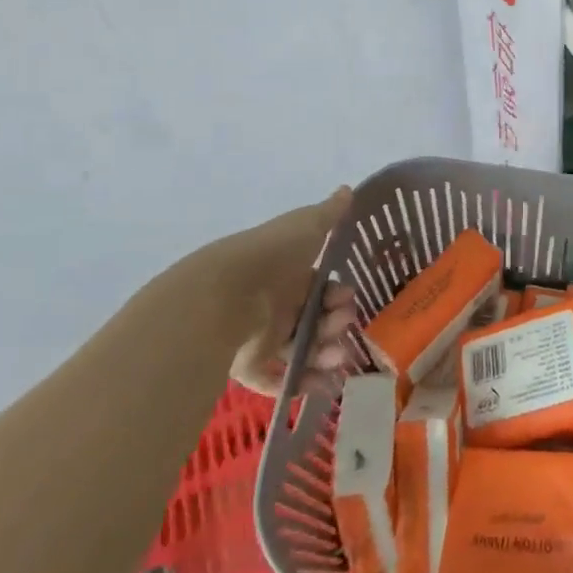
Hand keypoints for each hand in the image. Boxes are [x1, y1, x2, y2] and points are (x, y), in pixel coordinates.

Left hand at [187, 188, 358, 397]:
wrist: (225, 294)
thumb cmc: (271, 256)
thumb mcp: (305, 226)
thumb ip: (330, 213)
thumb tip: (348, 188)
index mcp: (288, 276)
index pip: (321, 290)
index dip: (338, 295)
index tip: (348, 298)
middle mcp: (276, 306)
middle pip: (315, 321)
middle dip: (336, 326)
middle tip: (343, 327)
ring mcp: (261, 337)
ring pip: (301, 351)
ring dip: (325, 356)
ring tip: (336, 360)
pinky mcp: (247, 366)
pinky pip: (276, 380)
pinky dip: (299, 384)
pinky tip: (320, 384)